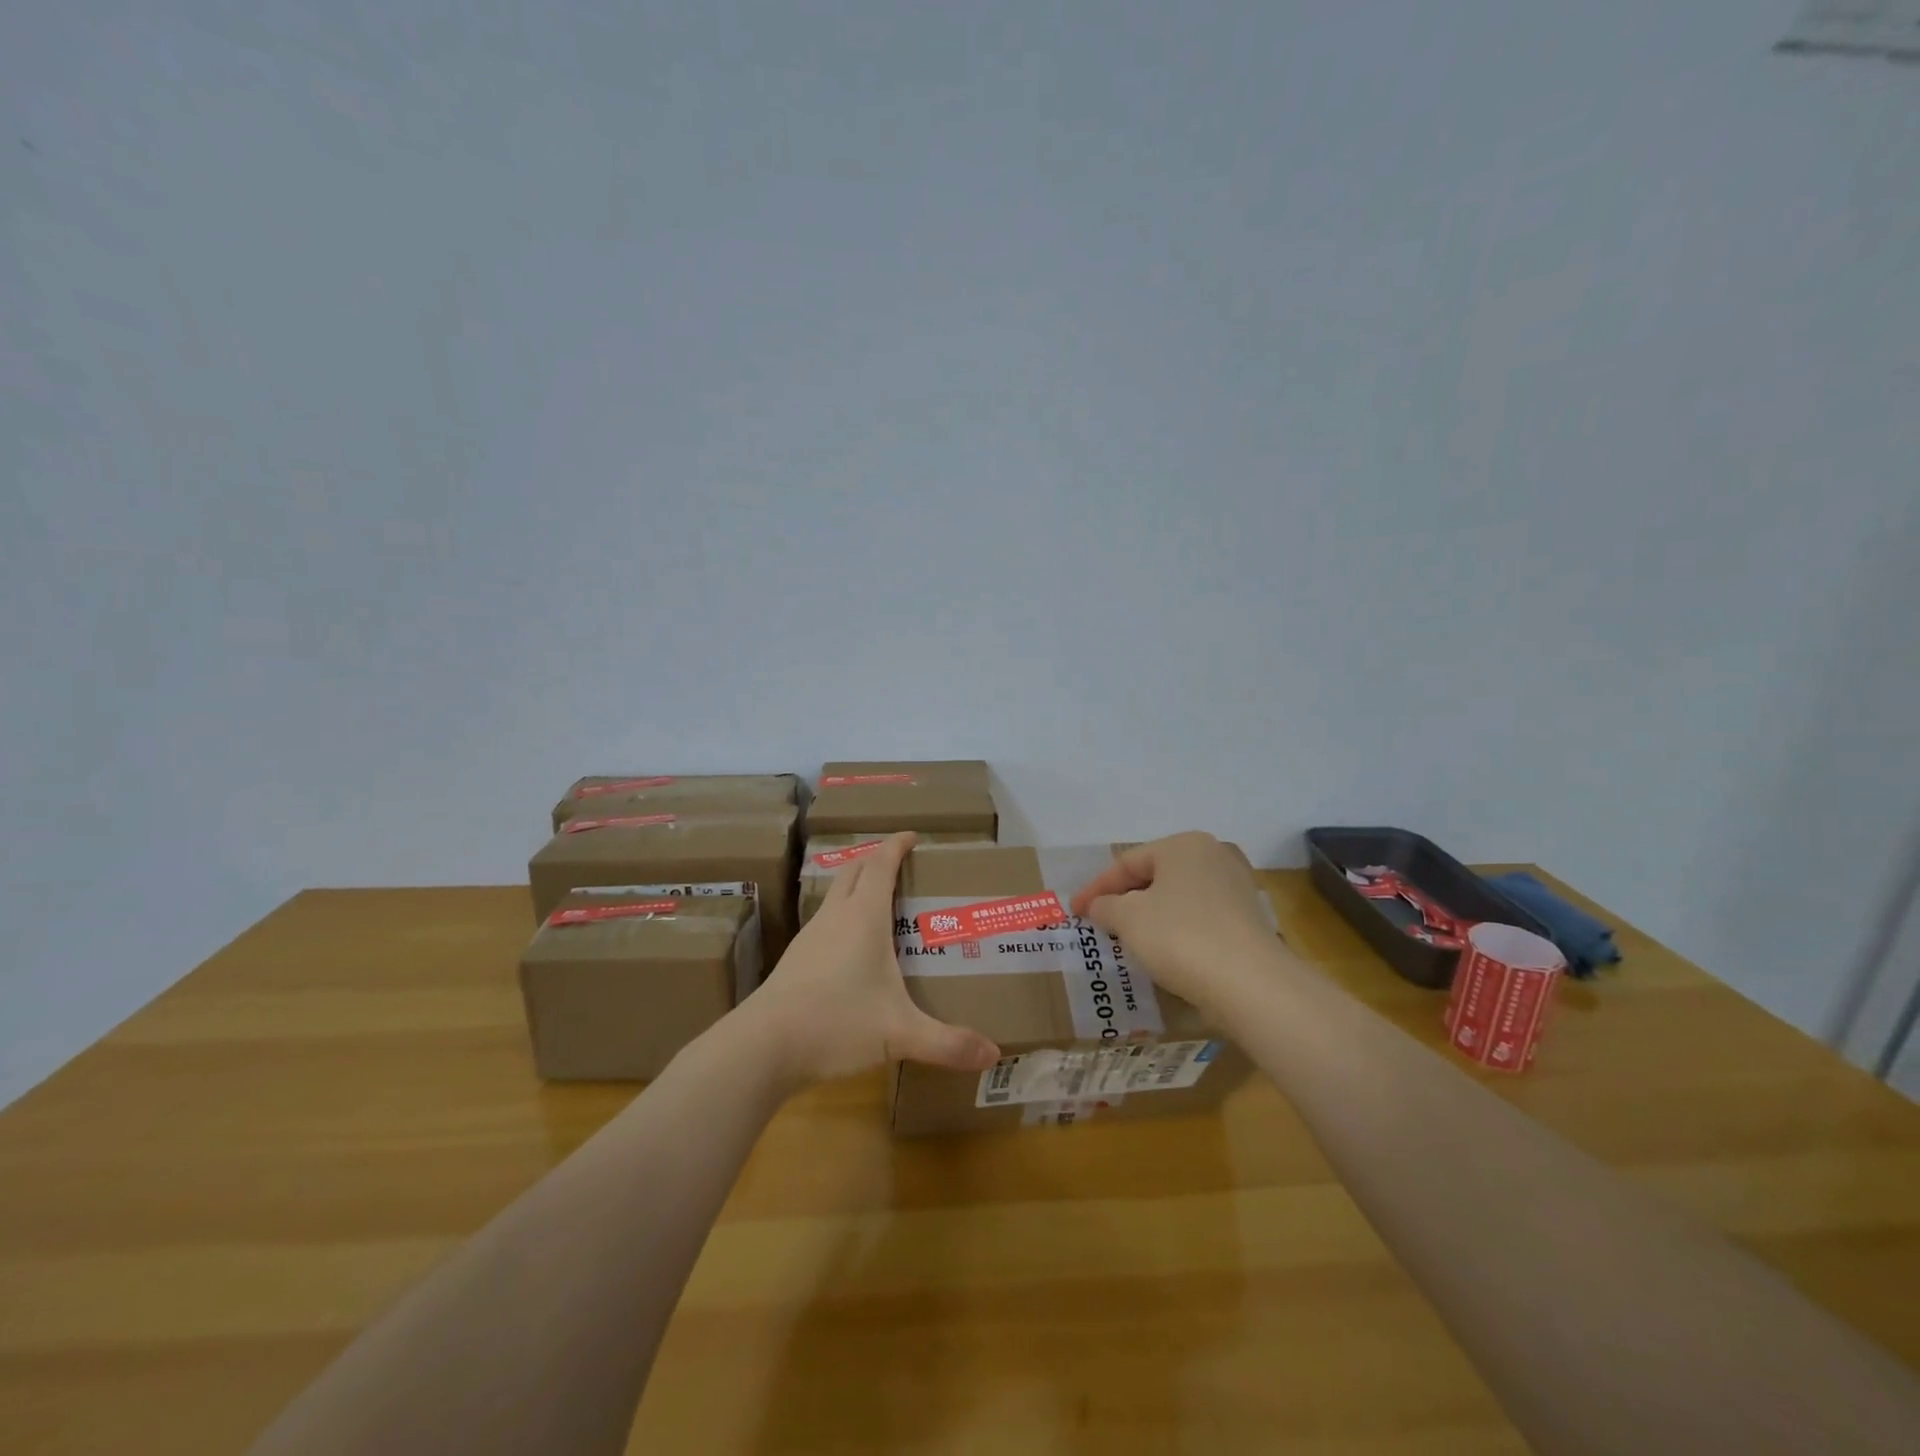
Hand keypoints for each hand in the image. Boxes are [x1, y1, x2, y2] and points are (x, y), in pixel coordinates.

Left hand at [738, 832, 1000, 1087]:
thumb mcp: (899, 1033)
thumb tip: (994, 1055)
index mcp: (863, 917)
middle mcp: (836, 917)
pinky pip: (826, 921)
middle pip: (855, 871)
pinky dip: (844, 916)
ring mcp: (811, 936)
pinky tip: (853, 947)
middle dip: (877, 860)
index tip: (912, 835)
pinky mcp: (796, 959)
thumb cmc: (836, 1022)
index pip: (881, 864)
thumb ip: (947, 1043)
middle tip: (901, 866)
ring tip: (882, 903)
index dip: (896, 845)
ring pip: (836, 895)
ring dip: (858, 887)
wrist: (763, 1046)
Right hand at [1069, 831, 1279, 1017]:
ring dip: (1151, 915)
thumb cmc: (1181, 937)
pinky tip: (1165, 951)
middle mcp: (1214, 855)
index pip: (1127, 863)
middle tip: (1099, 921)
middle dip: (1124, 899)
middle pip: (1155, 876)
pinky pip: (1201, 918)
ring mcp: (1237, 887)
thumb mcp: (1128, 918)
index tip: (1074, 911)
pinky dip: (1177, 929)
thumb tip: (1099, 906)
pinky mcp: (1250, 920)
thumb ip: (1106, 906)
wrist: (1252, 985)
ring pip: (1179, 897)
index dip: (1096, 888)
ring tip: (1127, 937)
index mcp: (1184, 845)